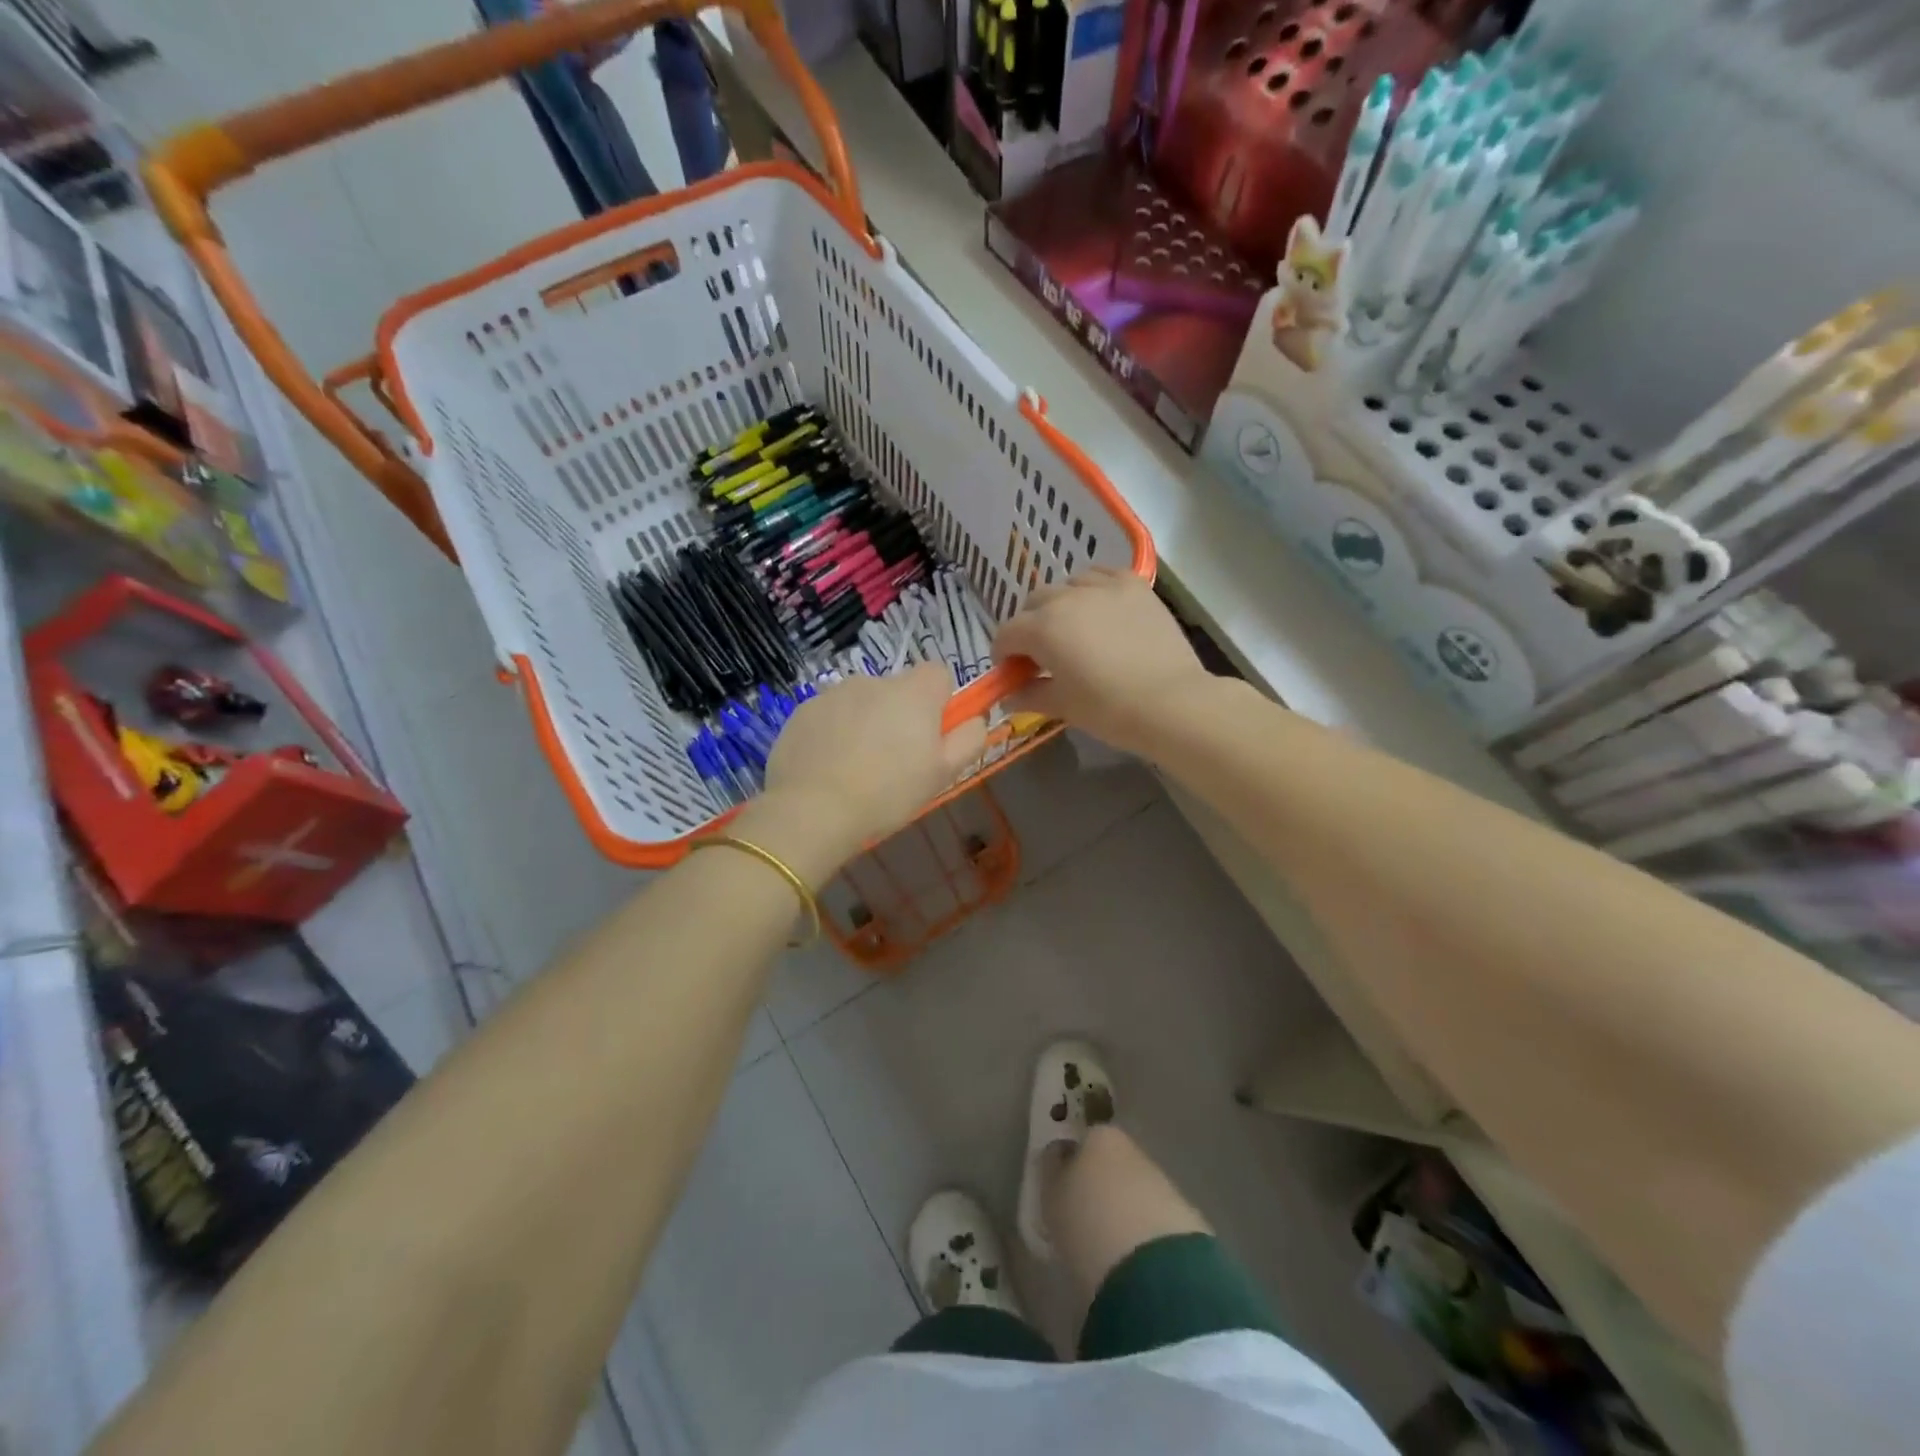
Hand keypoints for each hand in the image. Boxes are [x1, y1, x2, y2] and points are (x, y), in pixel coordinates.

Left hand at [751, 664, 987, 862]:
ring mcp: (833, 693)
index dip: (939, 701)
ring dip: (864, 722)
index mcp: (913, 692)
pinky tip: (827, 767)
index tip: (932, 734)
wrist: (813, 810)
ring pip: (861, 701)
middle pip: (897, 689)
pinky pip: (829, 715)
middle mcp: (873, 681)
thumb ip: (969, 739)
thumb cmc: (889, 792)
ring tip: (856, 767)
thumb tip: (975, 718)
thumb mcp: (944, 773)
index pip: (937, 673)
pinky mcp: (802, 710)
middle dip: (899, 715)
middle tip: (894, 760)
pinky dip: (832, 732)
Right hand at [993, 568, 1210, 753]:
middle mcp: (1066, 598)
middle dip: (1029, 627)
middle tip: (1042, 654)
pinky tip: (1100, 607)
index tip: (1012, 673)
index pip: (1006, 633)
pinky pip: (1101, 574)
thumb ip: (1029, 695)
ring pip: (1067, 586)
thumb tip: (1009, 696)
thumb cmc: (1109, 709)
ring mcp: (1102, 587)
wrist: (1170, 702)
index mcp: (1041, 628)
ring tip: (1073, 628)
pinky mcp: (1134, 585)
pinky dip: (1092, 587)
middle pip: (1033, 603)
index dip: (1004, 654)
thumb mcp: (1062, 706)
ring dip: (1060, 605)